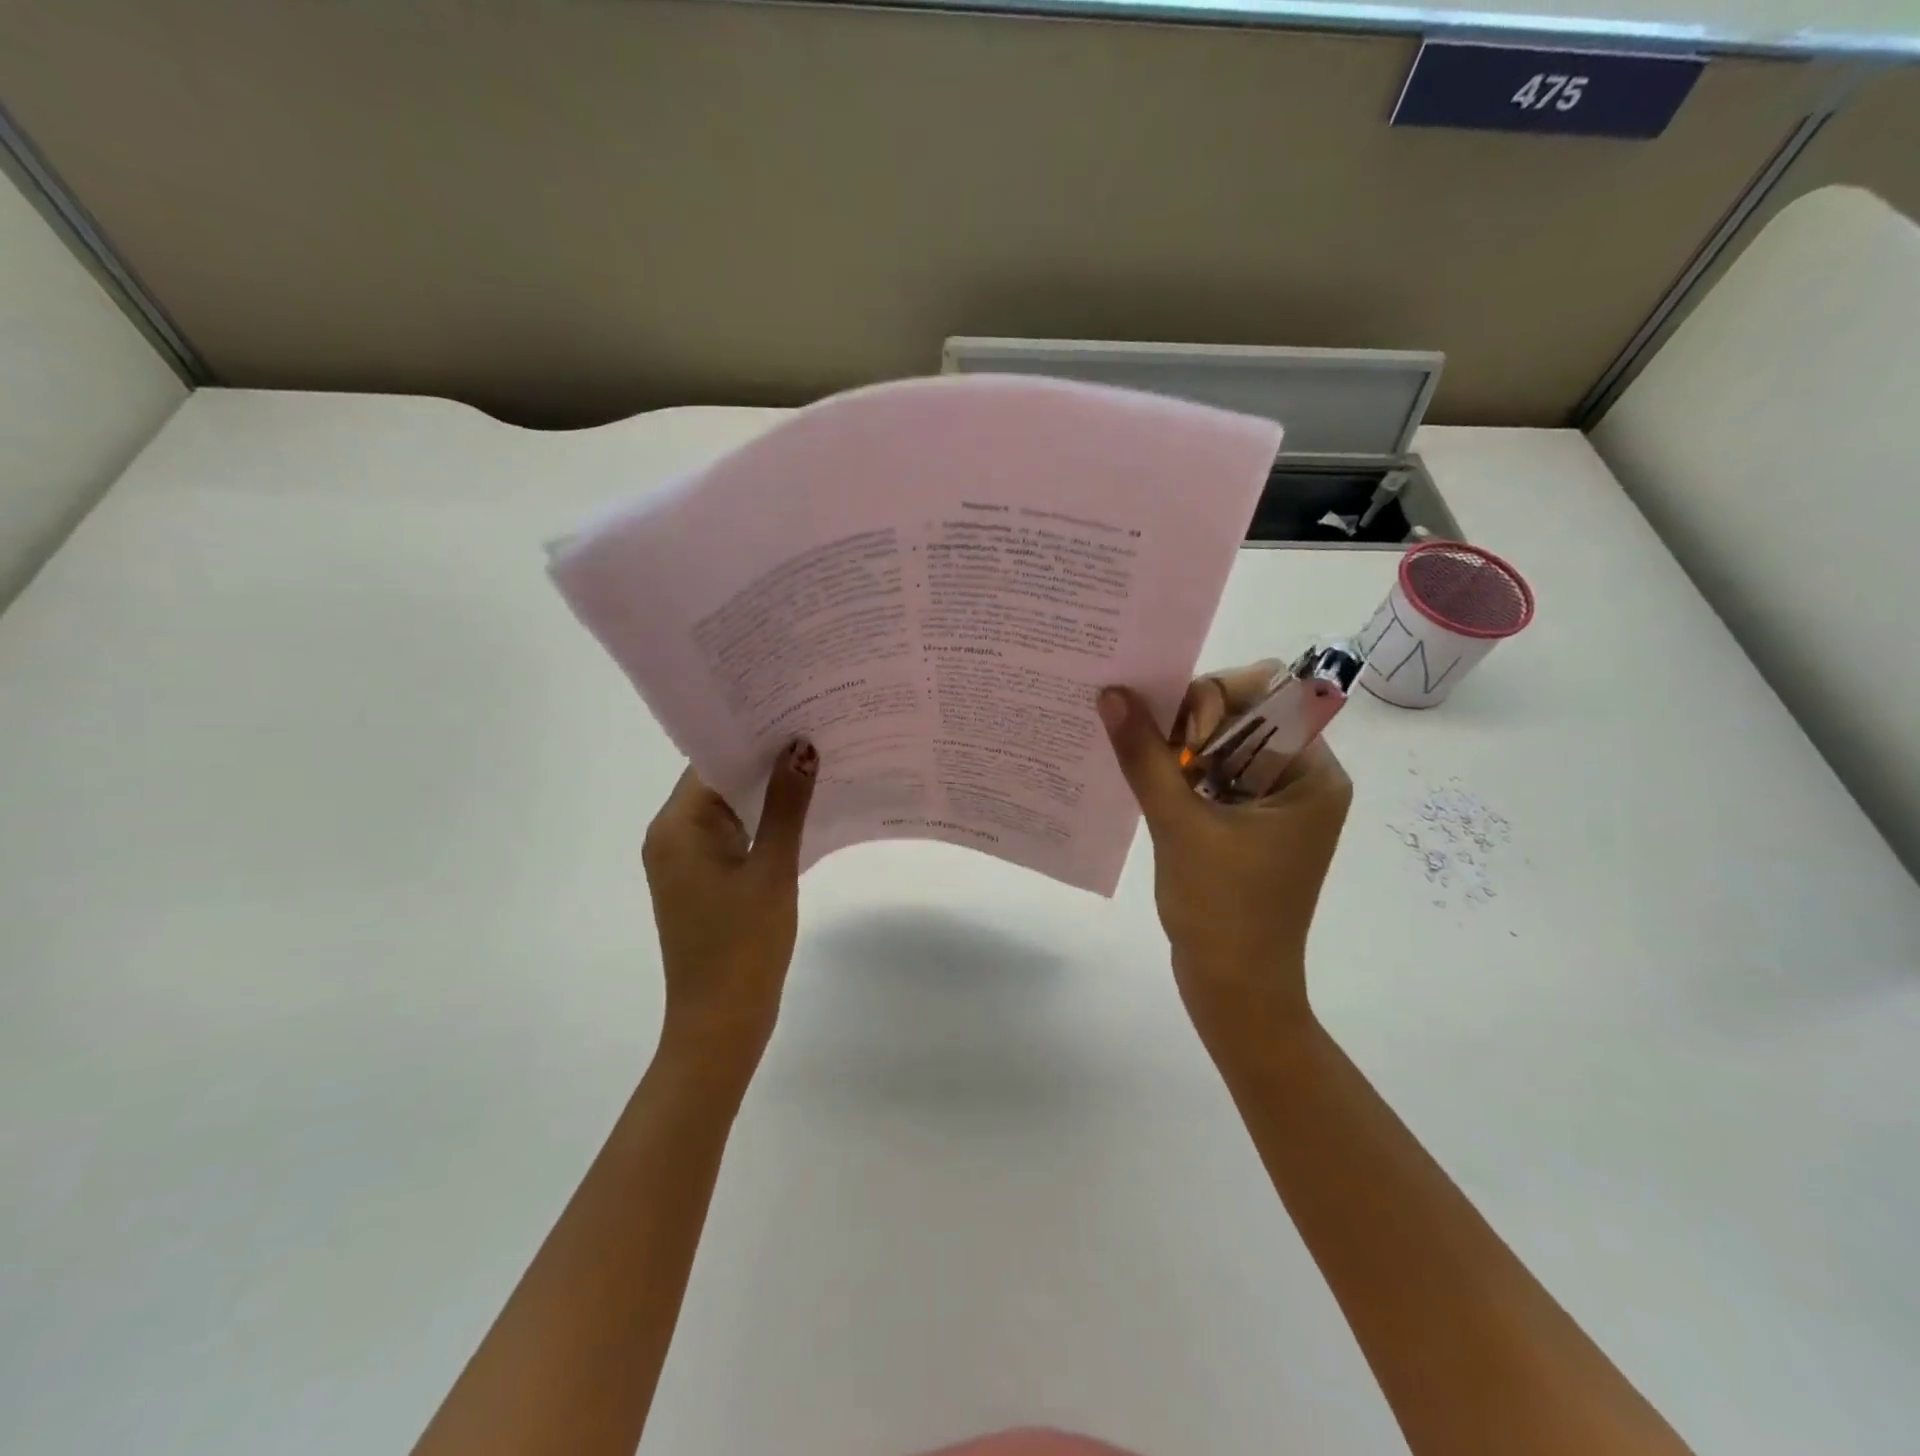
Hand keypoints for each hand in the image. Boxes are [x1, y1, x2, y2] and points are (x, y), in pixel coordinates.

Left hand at [642, 740, 818, 1068]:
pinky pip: (734, 835)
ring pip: (730, 809)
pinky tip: (804, 809)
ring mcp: (686, 861)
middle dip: (765, 760)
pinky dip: (764, 822)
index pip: (712, 761)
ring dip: (767, 791)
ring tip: (817, 761)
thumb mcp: (773, 870)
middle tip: (816, 729)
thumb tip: (802, 748)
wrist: (721, 1024)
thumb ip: (788, 806)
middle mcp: (672, 837)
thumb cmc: (743, 946)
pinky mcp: (704, 881)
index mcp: (677, 828)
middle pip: (719, 781)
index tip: (796, 711)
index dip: (753, 735)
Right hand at [1099, 666, 1350, 1034]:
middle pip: (1244, 717)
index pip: (1269, 696)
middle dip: (1192, 723)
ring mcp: (1274, 805)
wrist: (1235, 990)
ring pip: (1223, 747)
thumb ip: (1145, 755)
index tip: (1177, 733)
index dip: (1217, 698)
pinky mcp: (1248, 825)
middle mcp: (1301, 780)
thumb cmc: (1221, 908)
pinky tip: (1147, 783)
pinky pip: (1215, 777)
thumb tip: (1112, 694)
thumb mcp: (1179, 824)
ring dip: (1181, 749)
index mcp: (1312, 774)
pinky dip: (1182, 774)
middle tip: (1150, 748)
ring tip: (1142, 766)